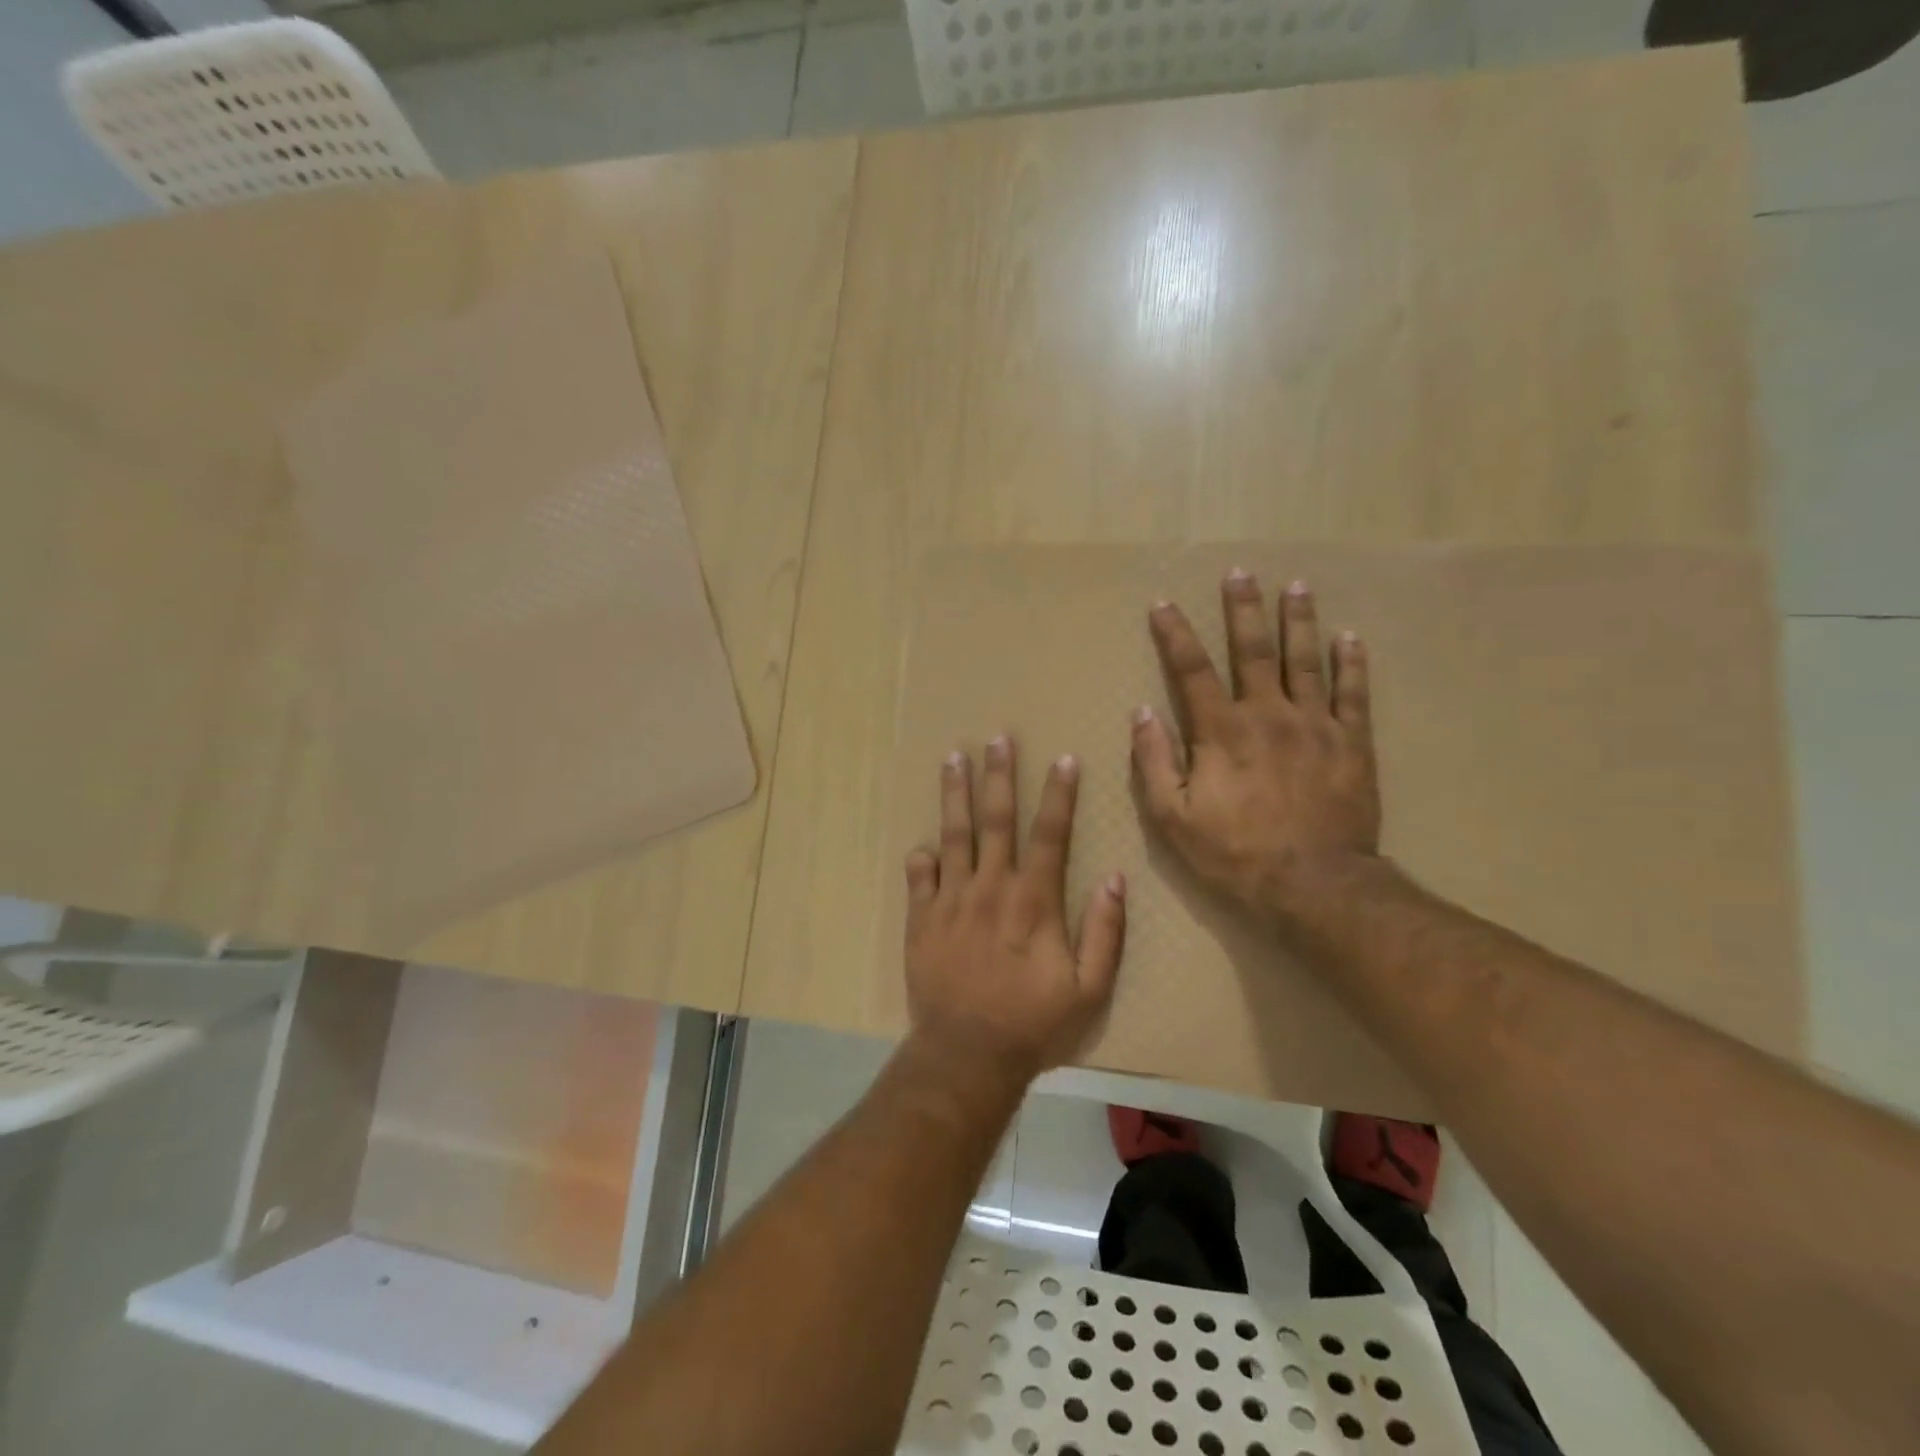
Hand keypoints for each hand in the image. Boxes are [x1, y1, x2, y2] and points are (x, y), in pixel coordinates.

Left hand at [904, 736, 1126, 1085]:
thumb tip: (1115, 879)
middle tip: (996, 739)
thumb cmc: (1033, 1024)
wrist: (966, 1054)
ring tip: (952, 758)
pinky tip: (924, 844)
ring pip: (954, 834)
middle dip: (999, 776)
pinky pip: (919, 876)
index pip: (1050, 833)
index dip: (1060, 794)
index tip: (1064, 759)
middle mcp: (991, 887)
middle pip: (996, 819)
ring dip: (955, 795)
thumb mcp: (1089, 989)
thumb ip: (1105, 932)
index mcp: (1033, 900)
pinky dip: (922, 858)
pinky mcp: (922, 918)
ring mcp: (951, 900)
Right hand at [1132, 571, 1382, 922]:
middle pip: (1253, 650)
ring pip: (1306, 660)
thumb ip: (1154, 762)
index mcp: (1220, 731)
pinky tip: (1350, 637)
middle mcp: (1267, 714)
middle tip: (1240, 573)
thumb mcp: (1173, 817)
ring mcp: (1315, 725)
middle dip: (1243, 610)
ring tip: (1296, 587)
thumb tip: (1142, 712)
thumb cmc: (1235, 853)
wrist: (1314, 885)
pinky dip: (1352, 663)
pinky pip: (1354, 694)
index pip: (1191, 670)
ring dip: (1299, 621)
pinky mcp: (1352, 743)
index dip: (1175, 634)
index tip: (1163, 605)